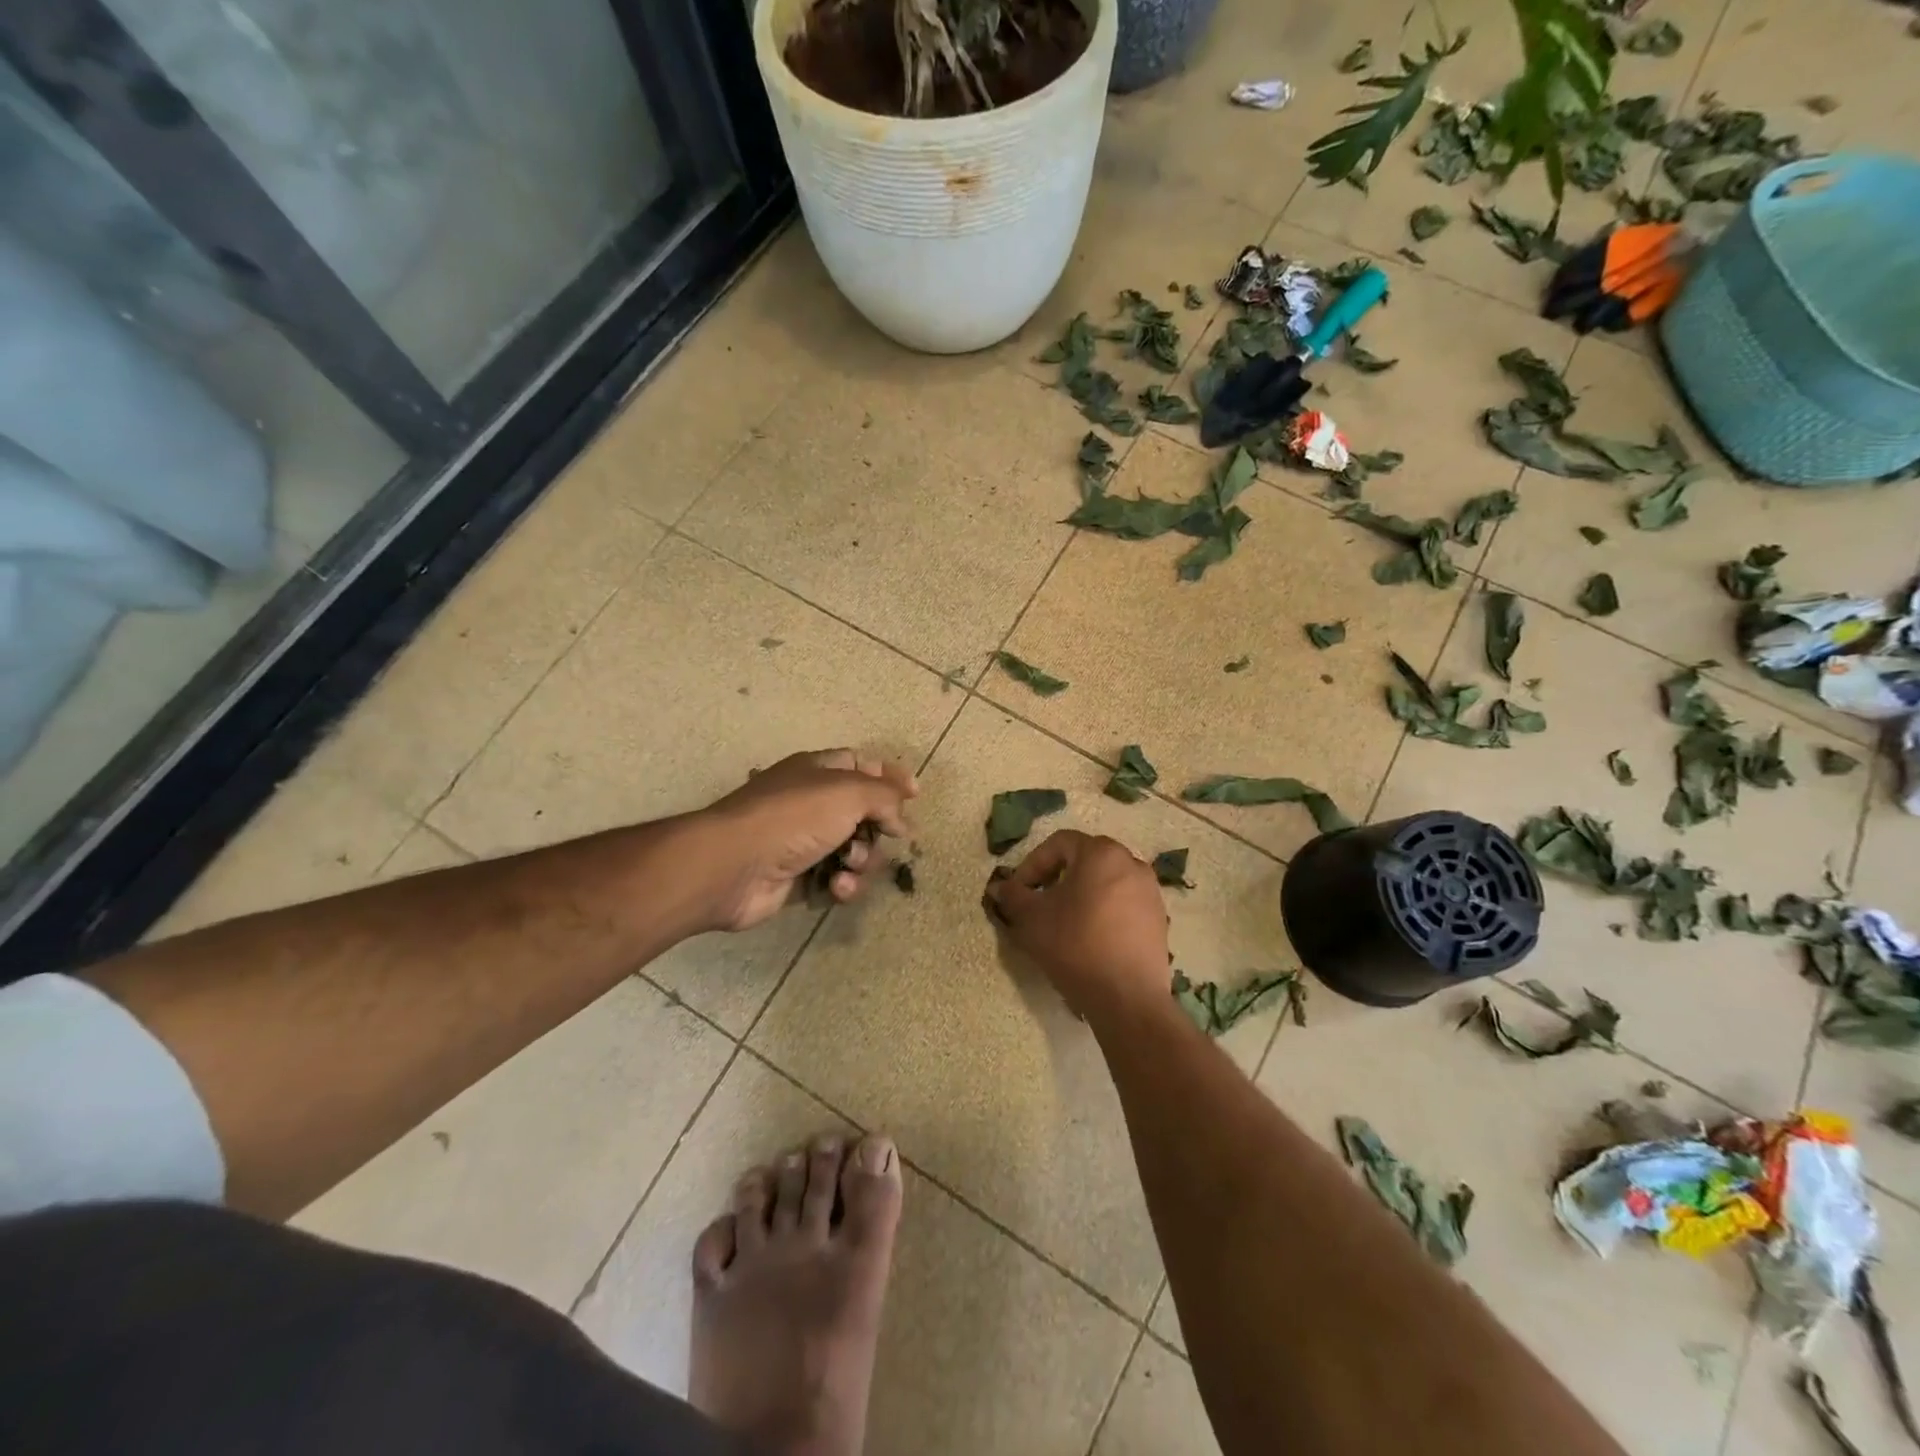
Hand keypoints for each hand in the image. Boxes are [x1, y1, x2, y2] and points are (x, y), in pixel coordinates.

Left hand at [696, 750, 917, 931]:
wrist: (735, 865)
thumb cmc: (794, 817)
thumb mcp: (849, 792)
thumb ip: (885, 798)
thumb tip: (902, 819)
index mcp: (817, 770)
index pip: (861, 764)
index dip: (889, 777)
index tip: (915, 795)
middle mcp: (811, 802)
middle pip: (862, 813)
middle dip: (880, 828)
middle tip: (890, 837)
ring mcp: (803, 841)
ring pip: (854, 850)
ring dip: (862, 860)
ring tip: (850, 865)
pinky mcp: (799, 878)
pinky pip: (836, 880)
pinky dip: (843, 884)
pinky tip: (837, 887)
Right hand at [984, 830, 1170, 1020]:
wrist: (1127, 997)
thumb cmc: (1075, 945)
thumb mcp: (1032, 919)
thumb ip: (1012, 896)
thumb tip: (999, 887)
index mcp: (1101, 853)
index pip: (1059, 844)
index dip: (1032, 864)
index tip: (1018, 892)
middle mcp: (1131, 863)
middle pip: (1084, 860)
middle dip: (1056, 878)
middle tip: (1037, 904)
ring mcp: (1150, 891)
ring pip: (1104, 882)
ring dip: (1080, 895)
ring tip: (1062, 922)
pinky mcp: (1159, 919)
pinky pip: (1122, 904)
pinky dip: (1102, 912)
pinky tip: (1089, 939)